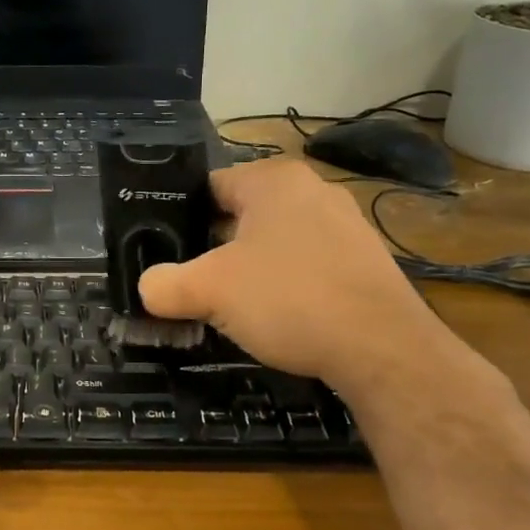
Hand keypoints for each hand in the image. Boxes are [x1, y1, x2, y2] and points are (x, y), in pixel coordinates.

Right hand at [137, 160, 459, 399]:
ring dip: (250, 270)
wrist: (383, 350)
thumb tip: (146, 289)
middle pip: (240, 216)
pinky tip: (279, 318)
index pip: (208, 188)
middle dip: (214, 249)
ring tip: (231, 306)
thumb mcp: (209, 291)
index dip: (180, 220)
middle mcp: (312, 190)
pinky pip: (307, 265)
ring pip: (274, 242)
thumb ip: (165, 285)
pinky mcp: (365, 261)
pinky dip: (287, 286)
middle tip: (193, 283)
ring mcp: (345, 225)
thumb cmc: (289, 299)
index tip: (165, 254)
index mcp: (273, 179)